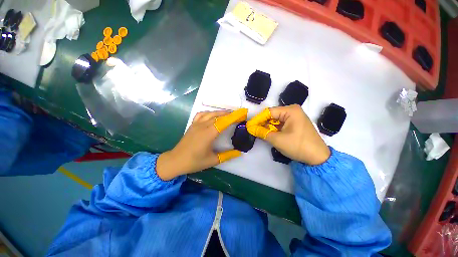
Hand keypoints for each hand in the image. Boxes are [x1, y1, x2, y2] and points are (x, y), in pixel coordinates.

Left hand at [156, 109, 247, 180]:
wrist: (175, 160)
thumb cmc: (194, 161)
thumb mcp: (213, 160)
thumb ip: (227, 155)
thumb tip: (239, 152)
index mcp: (209, 134)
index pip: (224, 122)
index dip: (234, 116)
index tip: (242, 113)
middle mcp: (203, 126)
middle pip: (218, 116)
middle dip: (230, 114)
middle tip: (239, 114)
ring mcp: (196, 124)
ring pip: (210, 113)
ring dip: (220, 112)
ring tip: (229, 114)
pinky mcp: (192, 125)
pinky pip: (201, 114)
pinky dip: (209, 113)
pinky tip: (212, 115)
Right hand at [246, 105, 329, 164]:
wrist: (318, 158)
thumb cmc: (298, 146)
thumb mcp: (277, 139)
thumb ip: (262, 133)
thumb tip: (251, 128)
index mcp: (290, 110)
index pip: (269, 112)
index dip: (258, 119)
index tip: (249, 125)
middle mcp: (293, 111)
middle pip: (272, 115)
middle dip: (262, 123)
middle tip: (252, 129)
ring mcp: (295, 117)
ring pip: (276, 120)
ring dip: (267, 127)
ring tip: (258, 132)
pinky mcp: (295, 124)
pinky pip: (281, 124)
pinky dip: (274, 129)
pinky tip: (267, 133)